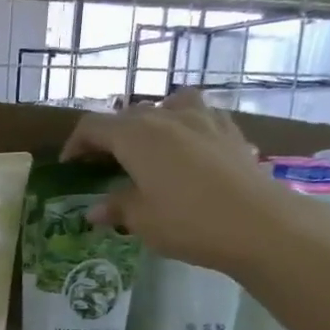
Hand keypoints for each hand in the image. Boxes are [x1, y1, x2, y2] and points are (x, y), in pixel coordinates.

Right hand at [60, 90, 308, 273]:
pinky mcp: (231, 131)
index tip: (70, 167)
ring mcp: (203, 119)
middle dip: (111, 136)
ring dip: (153, 121)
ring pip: (169, 105)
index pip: (93, 126)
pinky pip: (201, 116)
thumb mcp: (141, 219)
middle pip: (128, 114)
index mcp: (135, 136)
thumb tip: (95, 210)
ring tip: (150, 146)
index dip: (76, 144)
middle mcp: (166, 117)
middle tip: (104, 164)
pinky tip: (190, 150)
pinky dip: (187, 126)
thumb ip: (116, 207)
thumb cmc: (187, 221)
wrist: (259, 224)